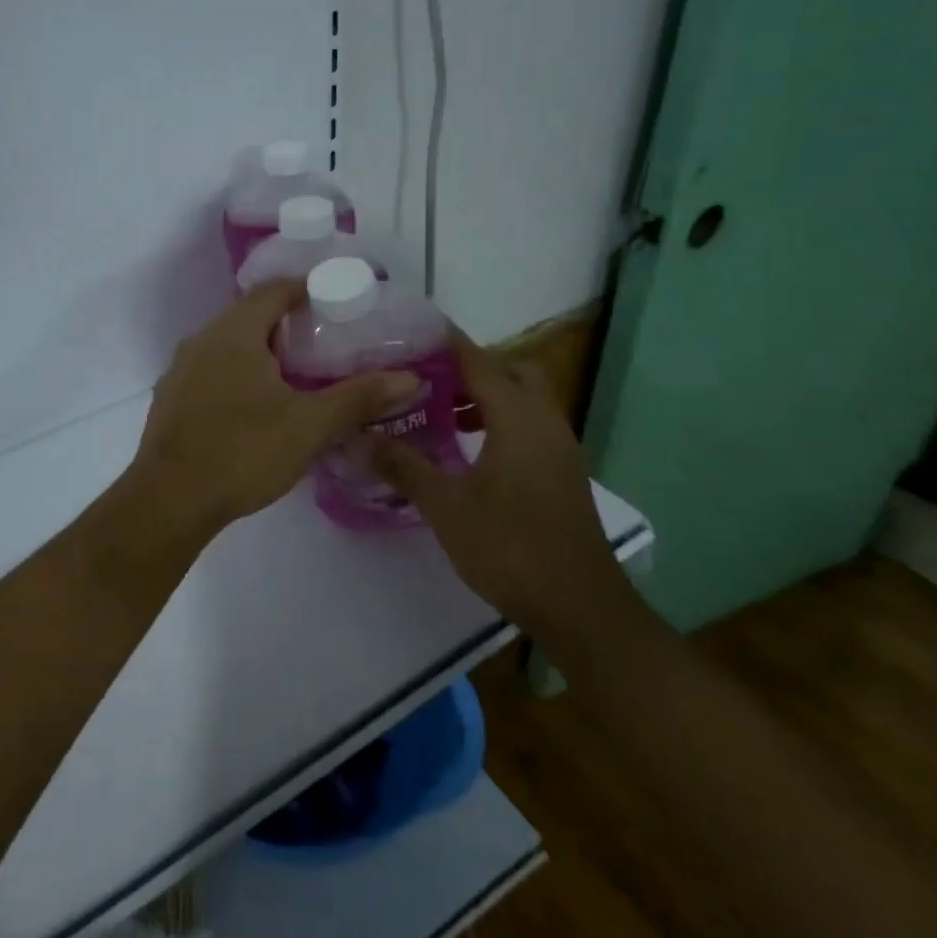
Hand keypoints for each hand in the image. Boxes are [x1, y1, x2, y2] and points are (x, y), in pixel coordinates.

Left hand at [131, 281, 419, 534]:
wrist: (169, 501)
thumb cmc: (242, 452)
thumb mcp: (309, 425)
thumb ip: (358, 398)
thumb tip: (410, 378)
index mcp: (234, 332)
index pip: (274, 289)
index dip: (308, 289)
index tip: (340, 304)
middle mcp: (202, 340)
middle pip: (251, 315)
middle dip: (289, 323)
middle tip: (328, 343)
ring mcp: (181, 370)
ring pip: (229, 345)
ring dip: (262, 352)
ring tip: (299, 375)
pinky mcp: (172, 399)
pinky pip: (212, 371)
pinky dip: (239, 375)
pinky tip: (258, 406)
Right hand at [371, 330, 633, 651]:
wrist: (578, 606)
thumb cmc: (509, 546)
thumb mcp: (445, 505)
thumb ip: (402, 465)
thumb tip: (358, 437)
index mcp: (518, 417)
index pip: (479, 360)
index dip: (445, 342)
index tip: (410, 331)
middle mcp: (545, 421)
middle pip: (512, 371)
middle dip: (471, 368)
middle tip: (427, 380)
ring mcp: (559, 448)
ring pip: (524, 401)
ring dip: (486, 397)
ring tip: (439, 413)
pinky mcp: (562, 472)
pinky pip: (529, 427)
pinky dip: (499, 423)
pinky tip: (467, 452)